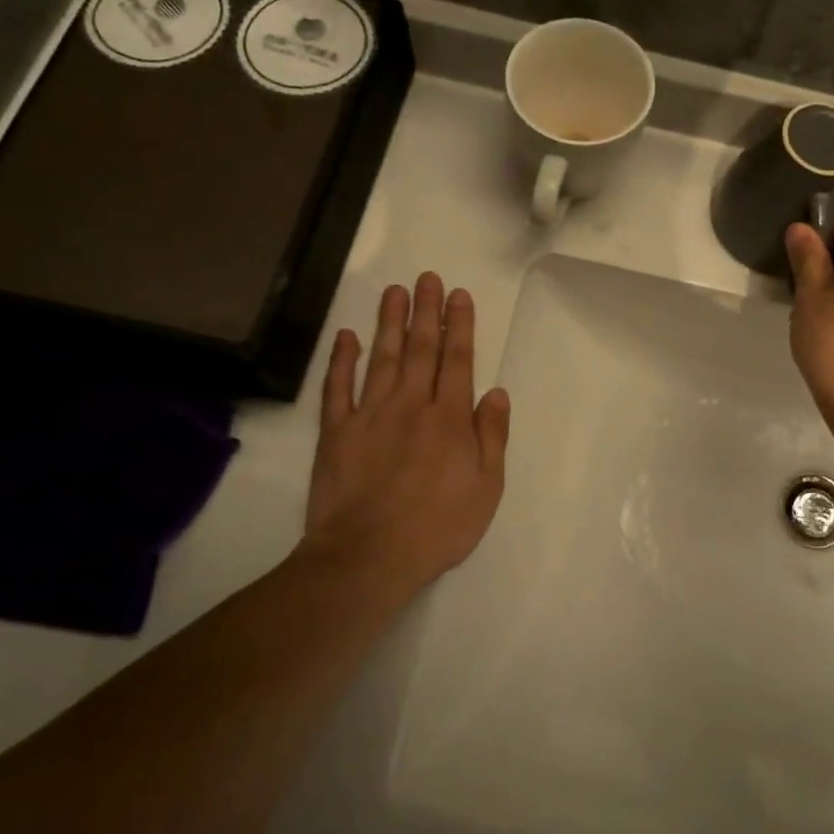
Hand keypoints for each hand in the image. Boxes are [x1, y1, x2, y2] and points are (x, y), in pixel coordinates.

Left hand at [301, 273, 510, 594]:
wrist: (369, 556)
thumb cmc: (438, 526)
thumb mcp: (487, 487)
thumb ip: (492, 435)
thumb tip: (496, 392)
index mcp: (450, 418)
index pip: (457, 360)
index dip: (459, 325)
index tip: (457, 295)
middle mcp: (411, 405)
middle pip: (421, 349)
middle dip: (425, 311)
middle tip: (426, 278)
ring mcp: (370, 415)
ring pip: (382, 358)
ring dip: (389, 323)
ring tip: (394, 292)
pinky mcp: (337, 433)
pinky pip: (338, 389)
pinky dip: (342, 361)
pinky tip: (346, 337)